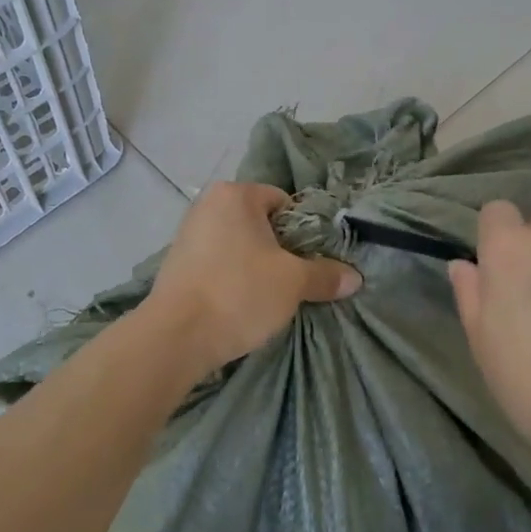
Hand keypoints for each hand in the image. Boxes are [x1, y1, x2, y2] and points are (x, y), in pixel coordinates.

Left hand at [145, 182, 361, 371]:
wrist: (176, 336)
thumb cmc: (239, 293)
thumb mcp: (293, 283)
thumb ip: (325, 276)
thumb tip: (355, 278)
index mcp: (235, 195)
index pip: (283, 202)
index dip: (303, 231)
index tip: (312, 261)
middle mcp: (207, 206)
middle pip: (259, 224)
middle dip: (279, 250)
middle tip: (296, 280)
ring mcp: (187, 235)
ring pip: (237, 246)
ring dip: (255, 266)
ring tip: (270, 296)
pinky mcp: (175, 265)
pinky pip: (217, 264)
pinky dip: (231, 279)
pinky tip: (241, 304)